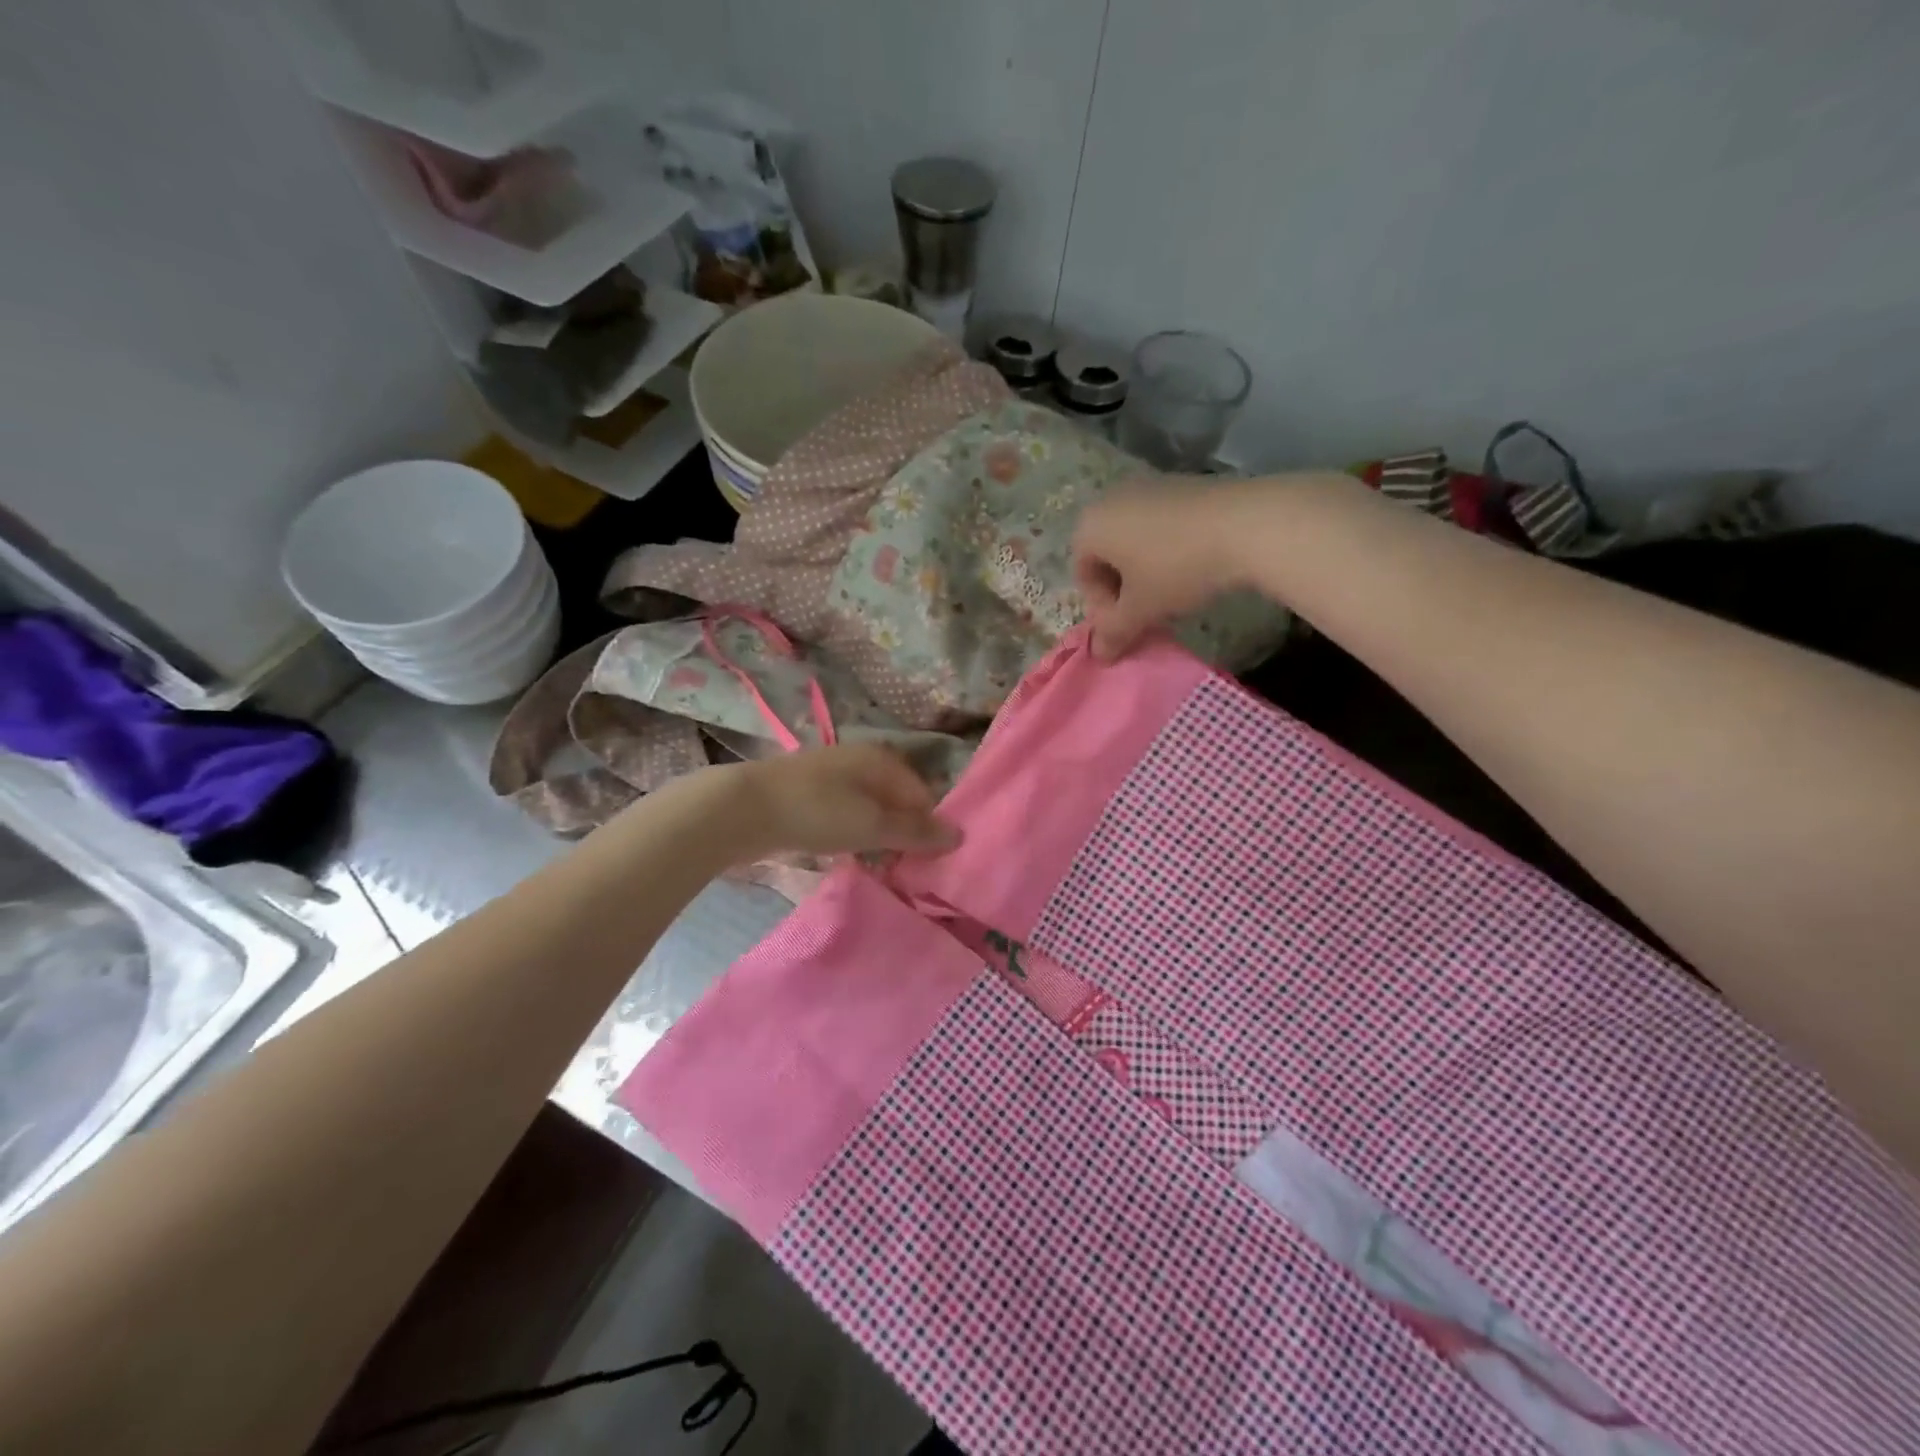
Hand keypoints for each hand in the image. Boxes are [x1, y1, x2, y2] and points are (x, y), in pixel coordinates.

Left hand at [724, 743, 961, 858]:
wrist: (741, 808)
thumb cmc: (817, 812)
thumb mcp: (873, 825)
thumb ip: (916, 831)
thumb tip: (959, 834)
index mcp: (882, 760)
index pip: (922, 794)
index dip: (928, 827)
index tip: (926, 861)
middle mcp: (860, 760)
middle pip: (896, 800)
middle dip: (903, 832)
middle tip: (903, 867)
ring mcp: (831, 775)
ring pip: (869, 808)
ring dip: (877, 836)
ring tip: (876, 865)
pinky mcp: (807, 793)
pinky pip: (844, 814)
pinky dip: (852, 833)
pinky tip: (845, 854)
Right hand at [1072, 479, 1254, 660]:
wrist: (1247, 524)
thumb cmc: (1177, 568)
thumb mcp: (1141, 609)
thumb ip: (1114, 633)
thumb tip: (1099, 655)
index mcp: (1091, 525)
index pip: (1083, 574)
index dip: (1102, 607)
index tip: (1129, 624)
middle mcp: (1112, 498)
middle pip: (1107, 554)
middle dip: (1123, 588)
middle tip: (1148, 612)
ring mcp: (1150, 486)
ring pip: (1136, 539)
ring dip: (1146, 571)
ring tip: (1174, 593)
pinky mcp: (1184, 483)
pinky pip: (1162, 524)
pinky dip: (1169, 549)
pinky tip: (1195, 567)